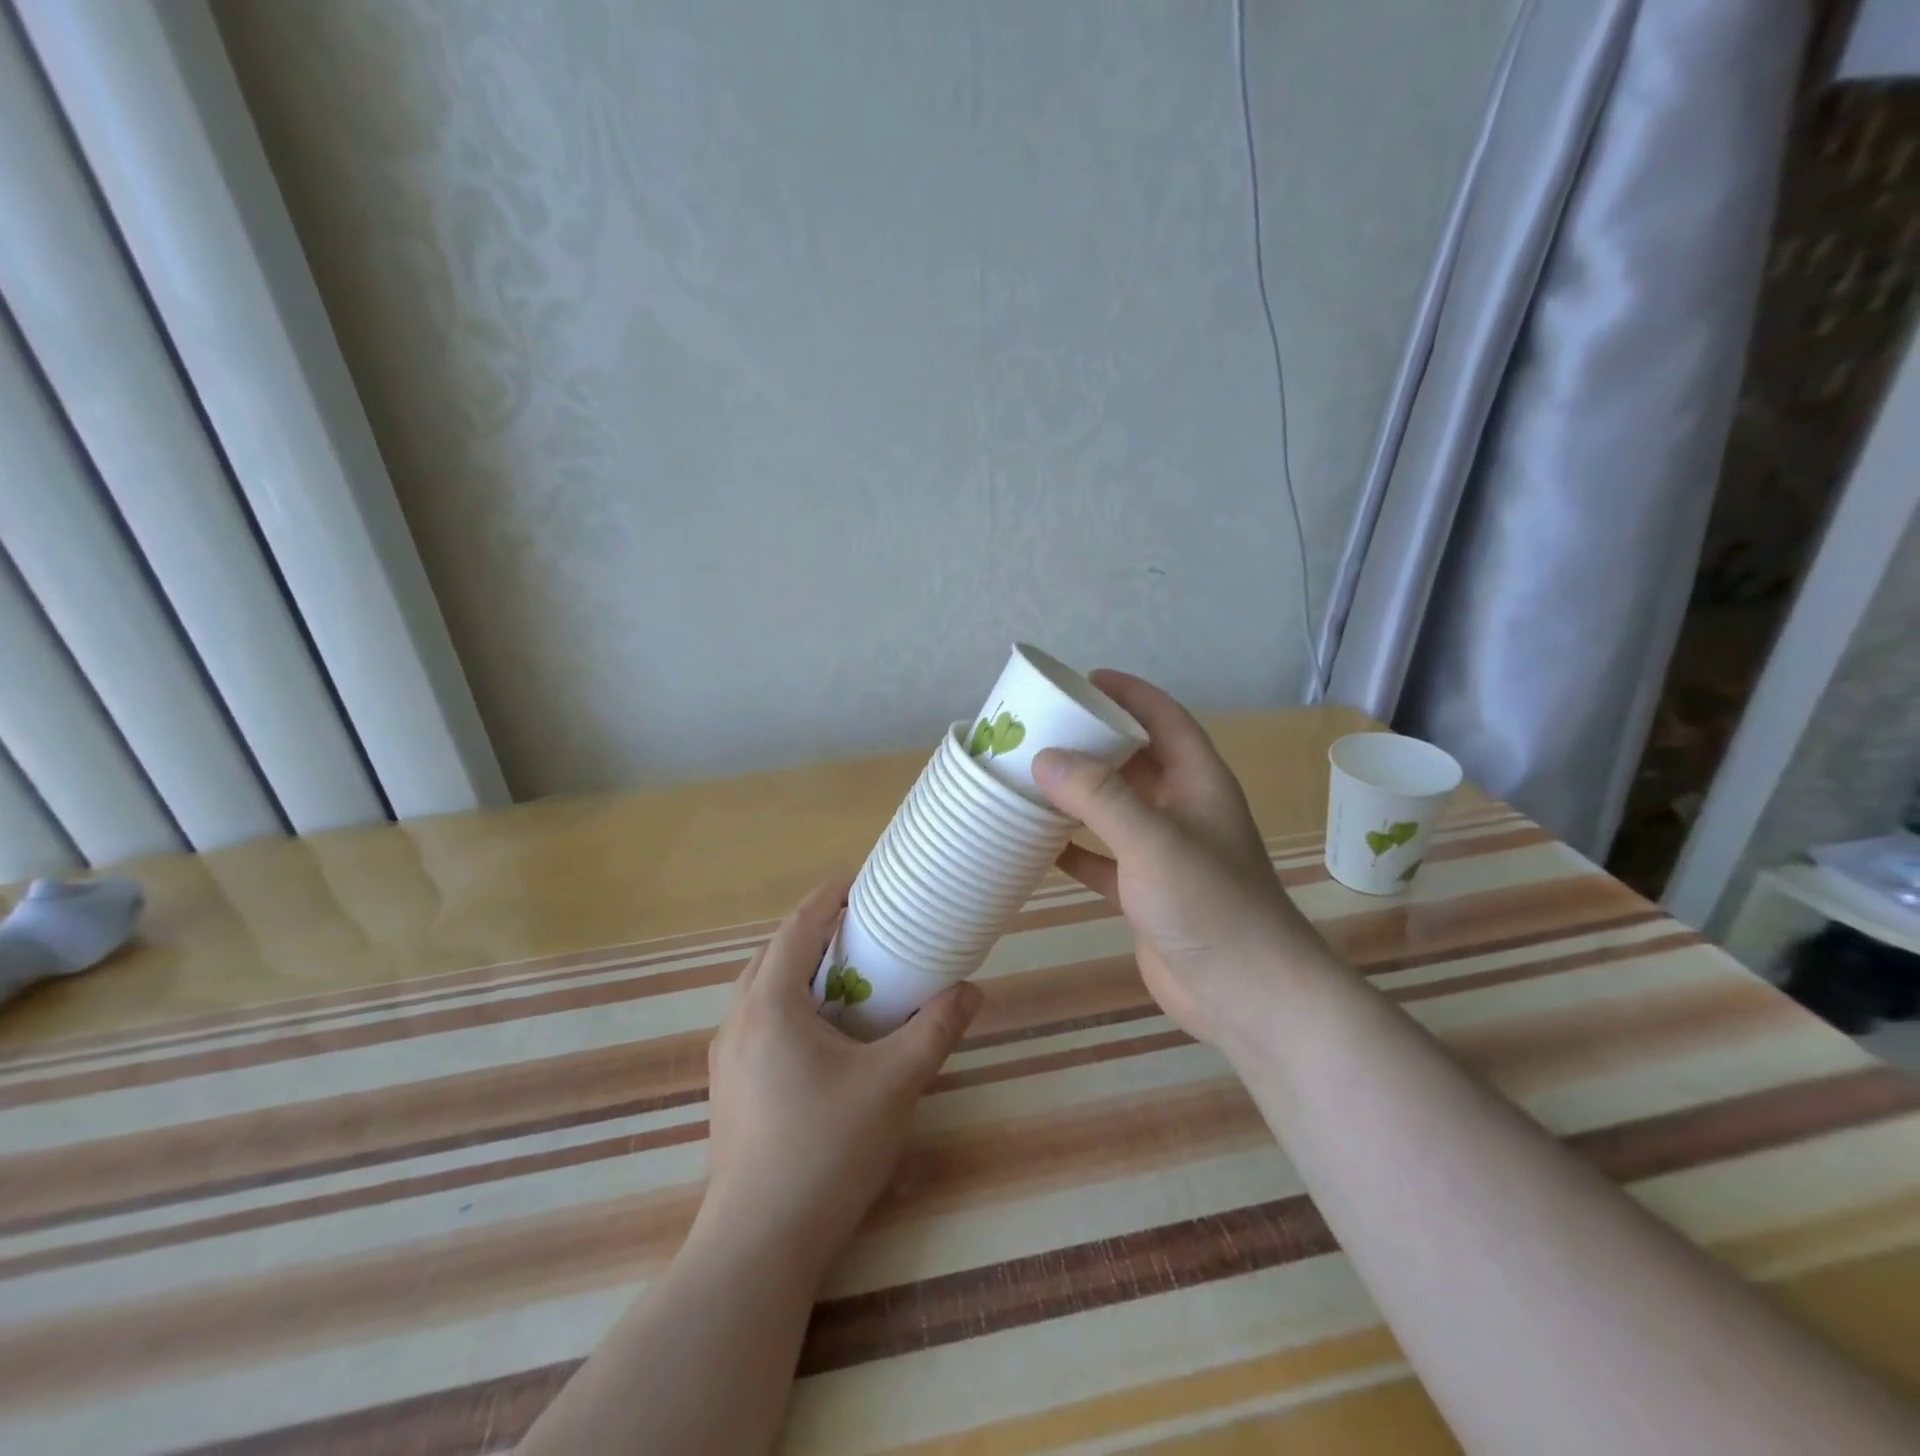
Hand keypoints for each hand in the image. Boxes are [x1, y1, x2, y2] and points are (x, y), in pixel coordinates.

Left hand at [700, 878, 982, 1278]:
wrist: (758, 1246)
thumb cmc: (826, 1149)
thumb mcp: (894, 1083)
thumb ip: (935, 1029)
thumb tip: (970, 990)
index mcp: (769, 1003)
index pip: (797, 927)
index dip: (830, 897)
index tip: (863, 881)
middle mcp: (738, 1019)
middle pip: (776, 954)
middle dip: (817, 932)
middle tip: (864, 929)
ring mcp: (726, 1057)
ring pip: (763, 990)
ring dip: (801, 971)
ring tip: (848, 977)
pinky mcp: (729, 1089)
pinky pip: (759, 1022)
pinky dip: (791, 1006)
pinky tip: (824, 1035)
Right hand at [1032, 670, 1337, 1054]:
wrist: (1247, 995)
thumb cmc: (1209, 904)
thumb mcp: (1153, 840)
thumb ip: (1099, 797)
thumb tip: (1044, 758)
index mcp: (1197, 782)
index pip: (1163, 718)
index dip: (1128, 693)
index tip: (1083, 679)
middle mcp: (1182, 809)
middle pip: (1134, 760)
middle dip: (1093, 743)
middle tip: (1040, 729)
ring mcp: (1164, 853)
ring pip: (1115, 809)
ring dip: (1078, 795)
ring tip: (1029, 778)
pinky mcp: (1145, 894)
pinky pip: (1103, 859)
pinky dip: (1075, 850)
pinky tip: (1039, 846)